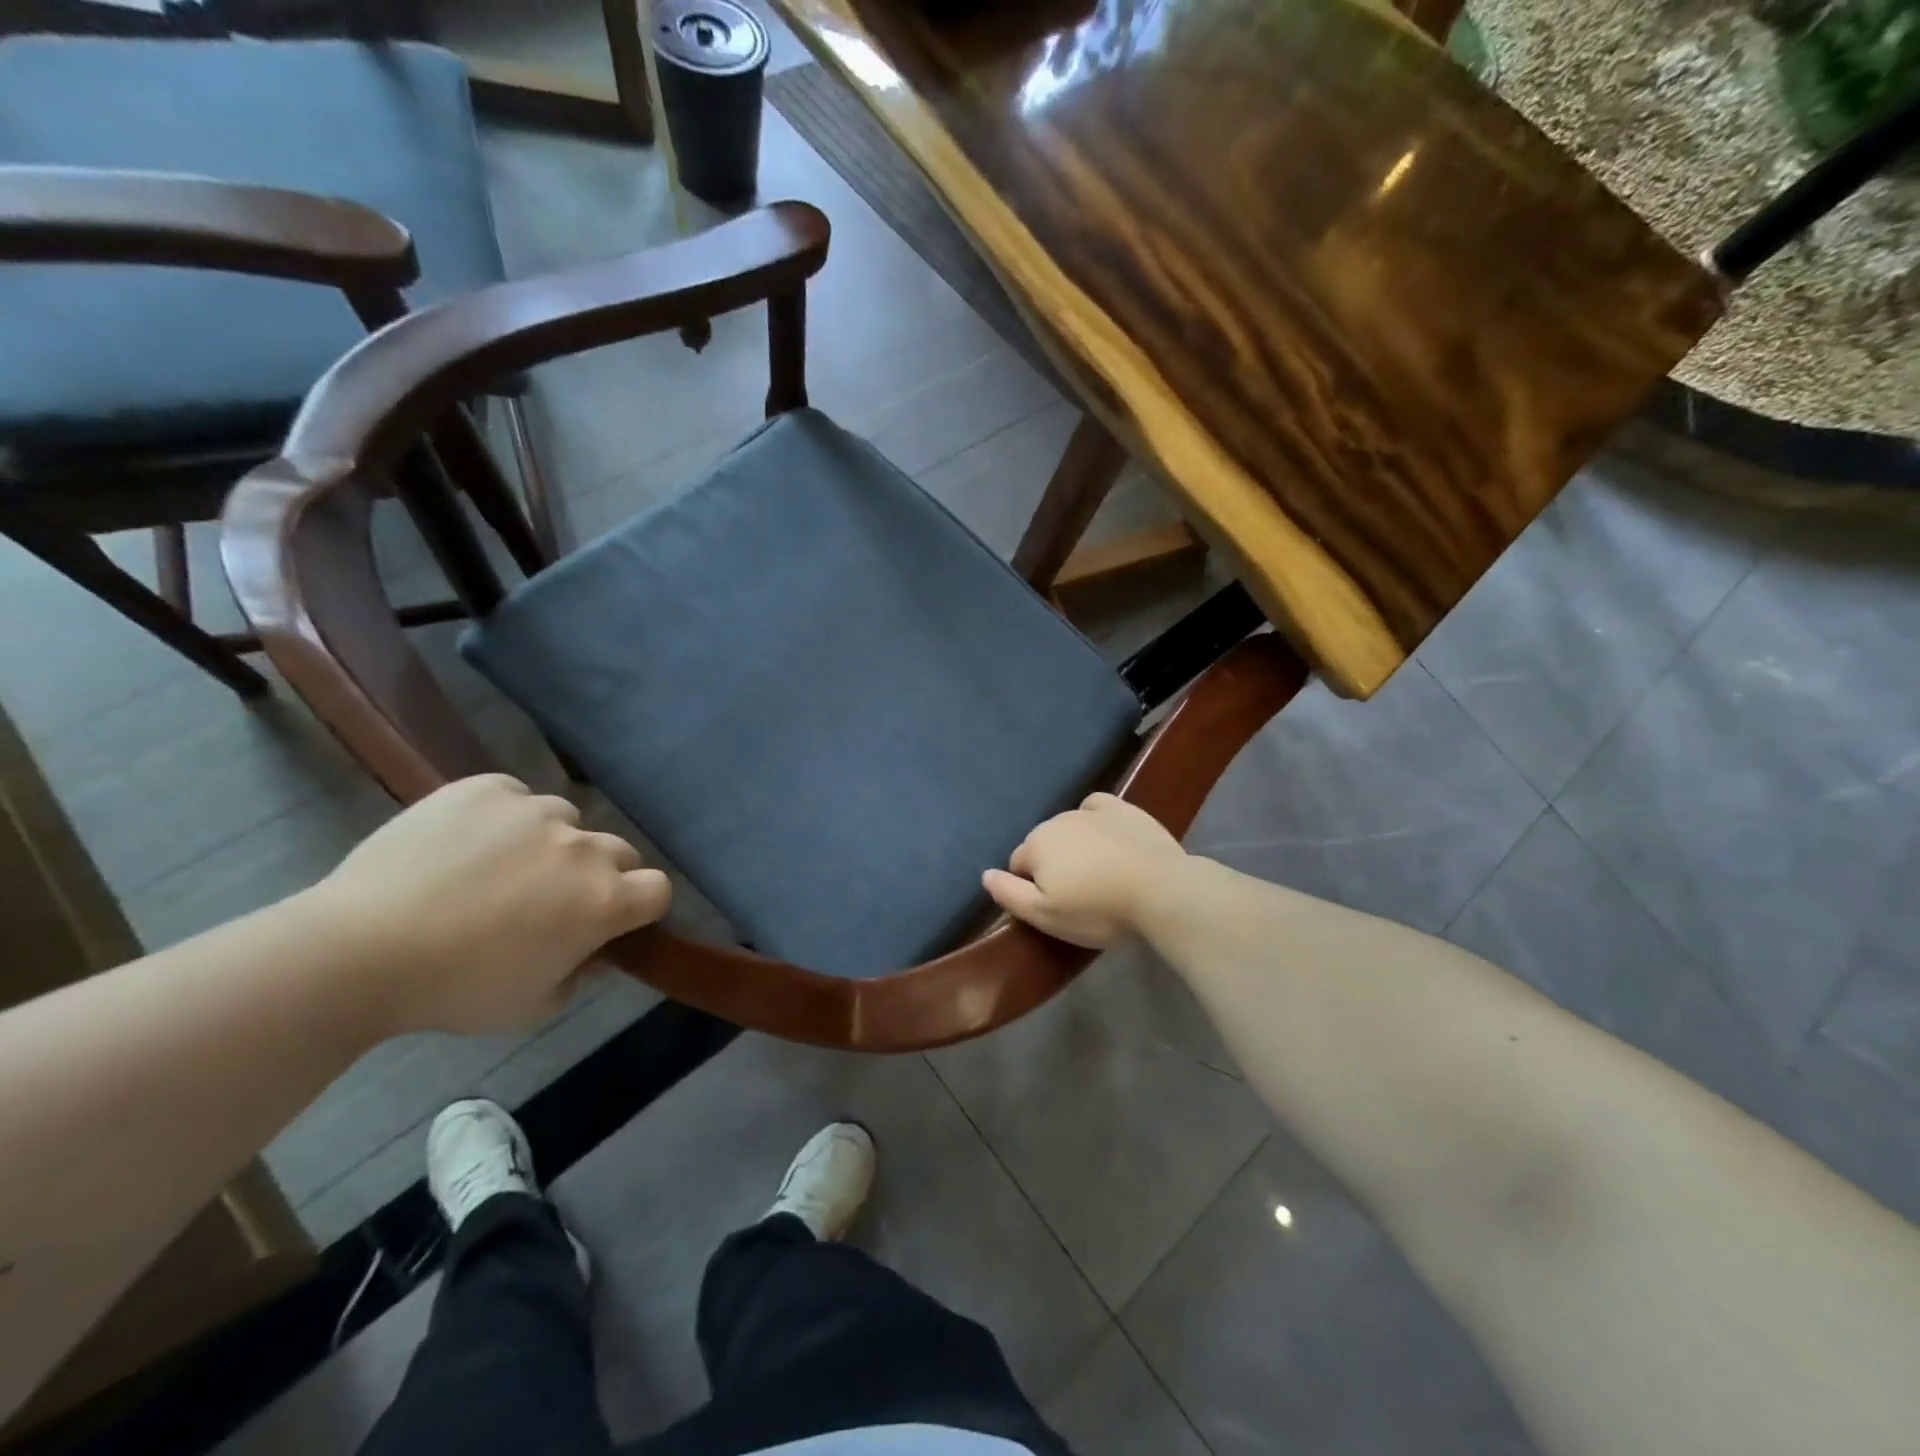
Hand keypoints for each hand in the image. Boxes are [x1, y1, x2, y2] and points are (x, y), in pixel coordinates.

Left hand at [311, 774, 671, 1034]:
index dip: (640, 906)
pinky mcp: (487, 789)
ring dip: (550, 844)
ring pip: (566, 821)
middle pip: (619, 851)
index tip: (610, 922)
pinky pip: (515, 797)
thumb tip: (588, 948)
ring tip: (498, 870)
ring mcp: (535, 811)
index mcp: (603, 901)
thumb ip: (580, 973)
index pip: (658, 889)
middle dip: (598, 875)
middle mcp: (582, 847)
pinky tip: (467, 844)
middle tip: (549, 900)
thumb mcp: (535, 1006)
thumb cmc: (454, 990)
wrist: (356, 951)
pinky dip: (504, 818)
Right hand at [983, 793, 1187, 948]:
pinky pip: (1097, 809)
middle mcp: (1058, 820)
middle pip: (1044, 844)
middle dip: (1053, 865)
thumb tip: (984, 874)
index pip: (1018, 865)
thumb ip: (1009, 894)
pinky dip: (1095, 820)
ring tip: (1099, 874)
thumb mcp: (1046, 916)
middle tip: (1078, 895)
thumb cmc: (1098, 909)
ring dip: (1075, 846)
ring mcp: (1092, 811)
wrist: (1161, 890)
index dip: (1031, 888)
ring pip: (1069, 828)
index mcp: (1036, 844)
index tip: (1055, 907)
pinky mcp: (1124, 809)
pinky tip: (1108, 838)